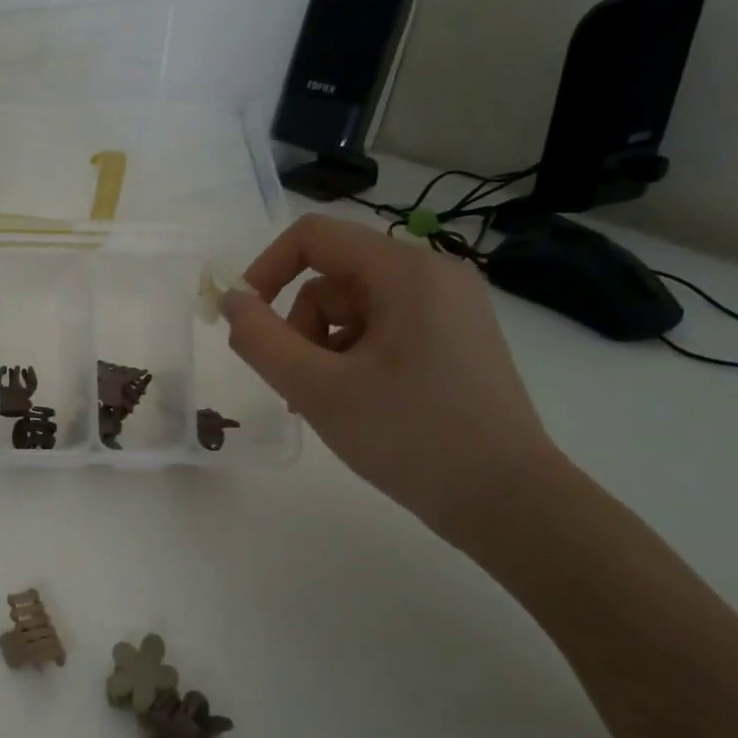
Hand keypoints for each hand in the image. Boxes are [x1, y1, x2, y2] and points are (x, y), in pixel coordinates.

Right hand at [222, 213, 561, 540]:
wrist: (506, 500)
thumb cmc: (409, 436)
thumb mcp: (317, 389)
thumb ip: (261, 340)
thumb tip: (231, 301)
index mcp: (407, 272)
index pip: (313, 238)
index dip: (265, 270)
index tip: (244, 322)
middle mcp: (433, 277)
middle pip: (332, 278)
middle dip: (300, 327)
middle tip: (298, 384)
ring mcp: (449, 309)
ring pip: (352, 309)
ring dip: (322, 350)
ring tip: (327, 402)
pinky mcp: (453, 339)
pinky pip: (381, 330)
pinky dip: (351, 359)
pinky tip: (354, 403)